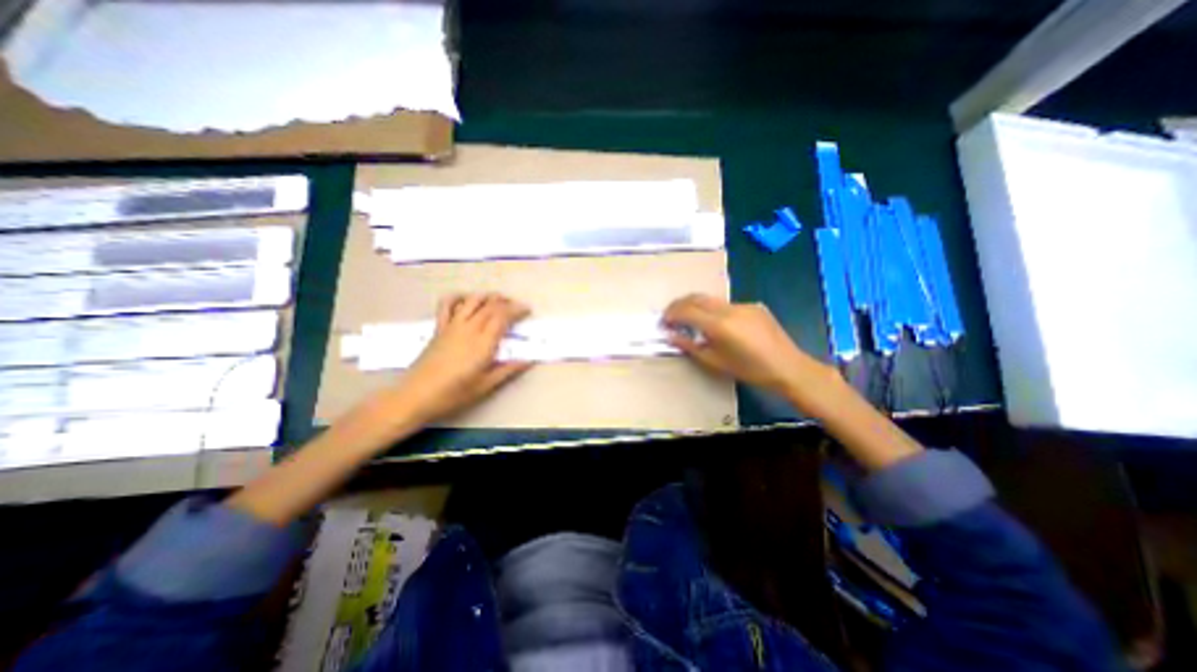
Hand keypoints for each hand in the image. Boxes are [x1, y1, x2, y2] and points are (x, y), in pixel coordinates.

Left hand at [391, 290, 530, 421]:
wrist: (416, 395)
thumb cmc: (454, 393)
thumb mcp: (486, 385)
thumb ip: (509, 370)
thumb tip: (529, 360)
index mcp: (483, 343)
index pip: (502, 316)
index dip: (517, 310)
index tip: (527, 310)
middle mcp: (469, 328)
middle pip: (490, 306)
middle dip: (506, 302)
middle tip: (517, 306)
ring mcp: (452, 325)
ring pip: (472, 300)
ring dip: (488, 296)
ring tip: (498, 300)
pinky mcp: (439, 327)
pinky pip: (447, 304)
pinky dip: (459, 297)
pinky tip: (467, 300)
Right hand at [663, 294, 840, 400]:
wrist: (788, 367)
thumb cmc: (750, 370)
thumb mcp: (715, 362)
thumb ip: (690, 345)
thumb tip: (671, 335)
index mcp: (720, 325)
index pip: (687, 310)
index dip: (671, 314)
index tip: (664, 322)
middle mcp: (730, 309)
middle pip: (697, 298)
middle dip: (680, 304)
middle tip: (670, 316)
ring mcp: (743, 305)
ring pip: (711, 300)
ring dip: (696, 306)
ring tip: (689, 319)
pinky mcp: (753, 305)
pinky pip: (727, 305)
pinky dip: (714, 311)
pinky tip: (717, 324)